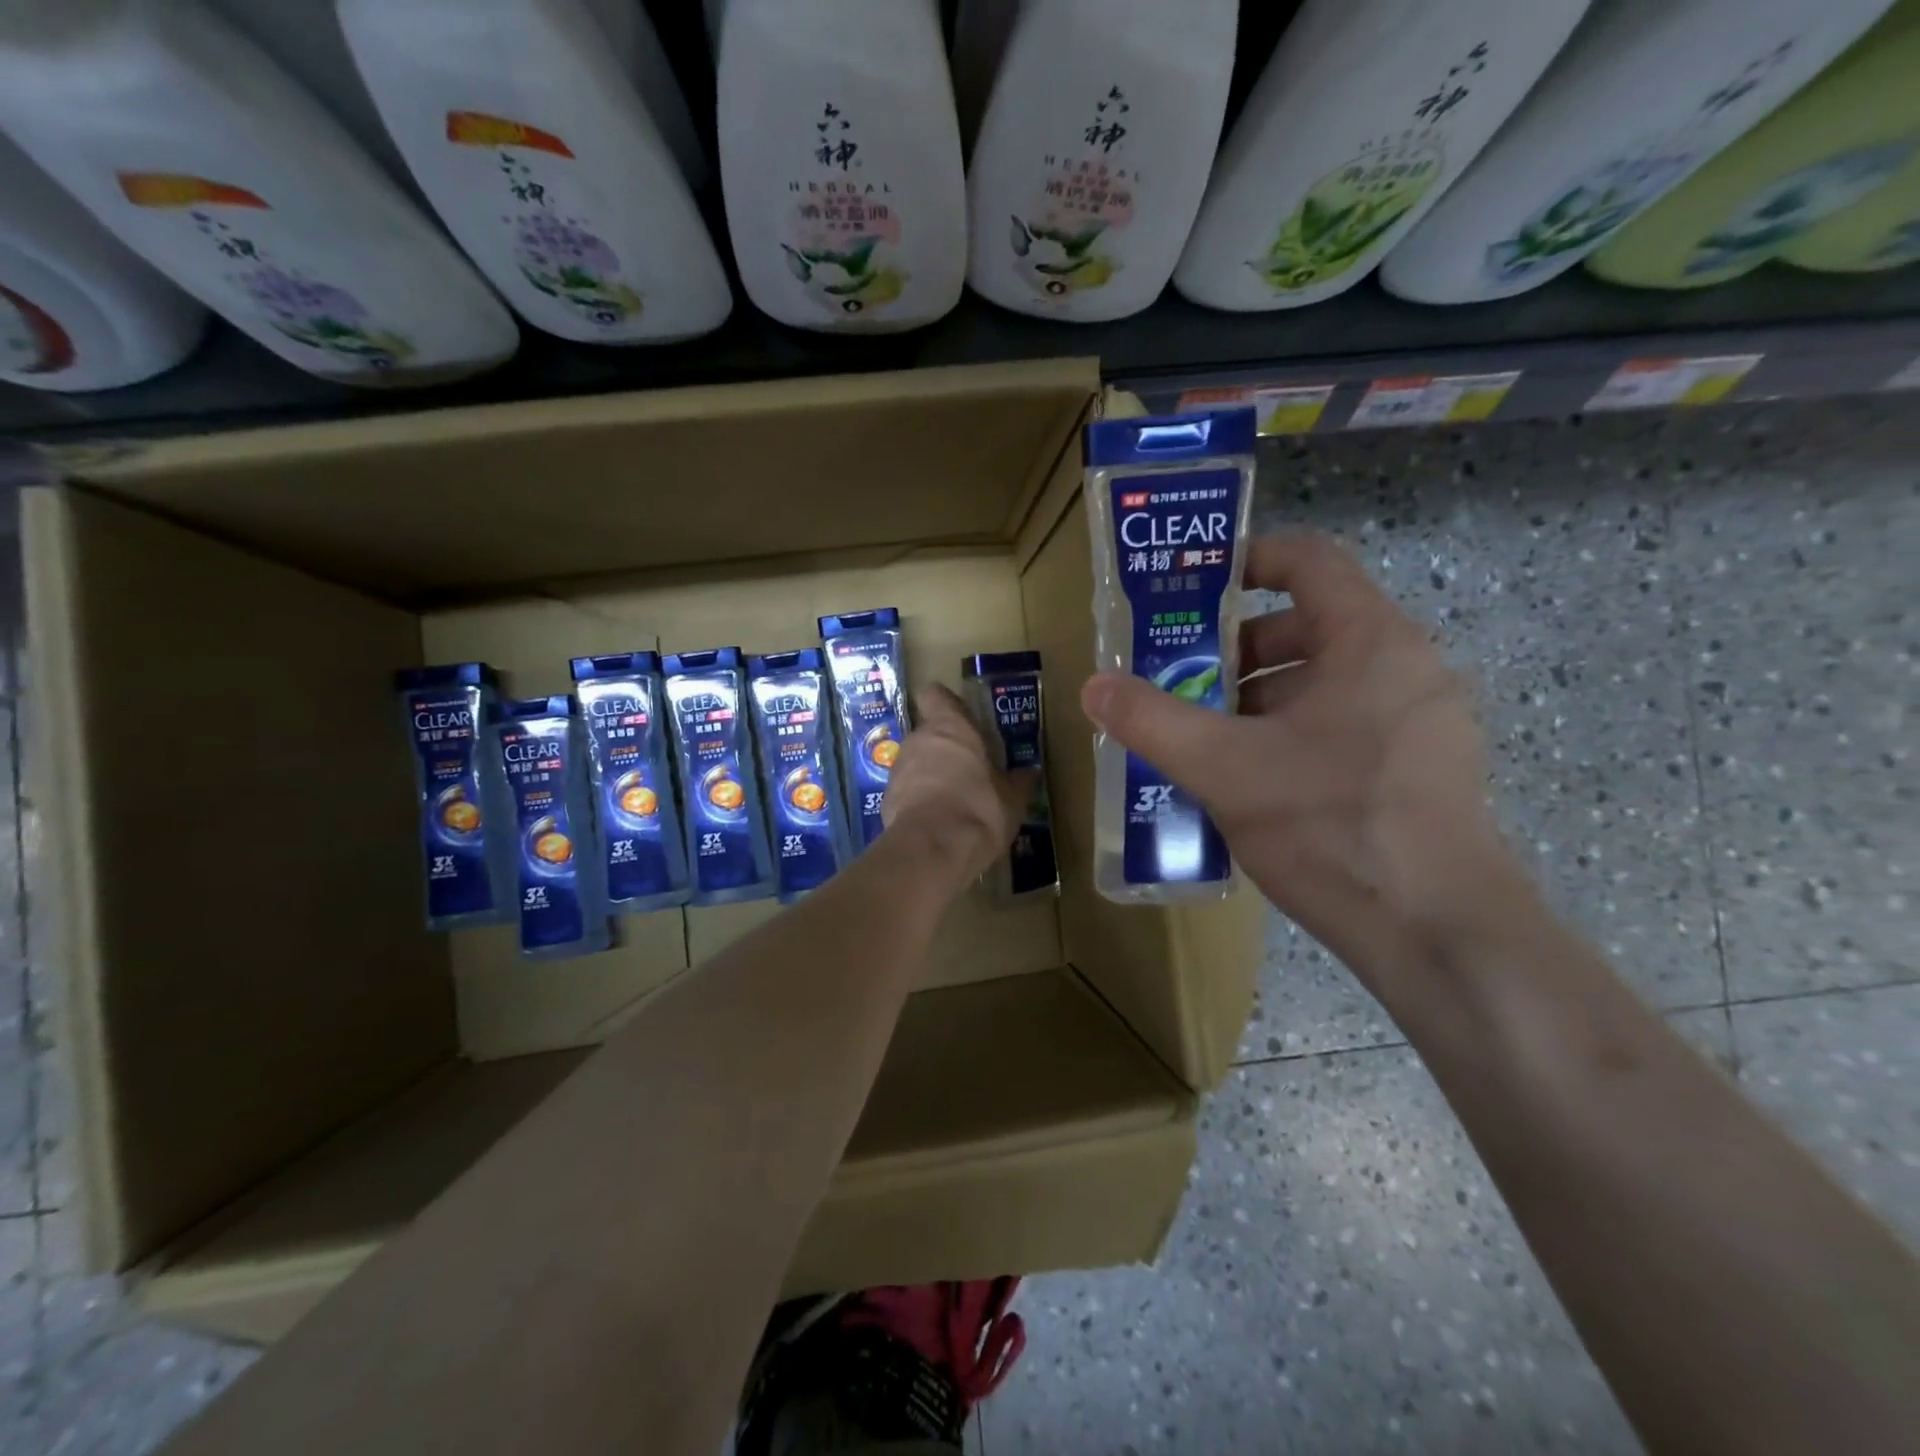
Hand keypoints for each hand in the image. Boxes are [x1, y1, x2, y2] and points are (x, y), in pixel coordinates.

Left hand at [881, 684, 1031, 892]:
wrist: (932, 850)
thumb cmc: (979, 810)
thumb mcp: (1011, 799)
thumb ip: (1018, 782)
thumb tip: (1030, 773)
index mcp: (951, 728)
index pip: (935, 694)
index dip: (946, 704)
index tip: (962, 718)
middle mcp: (919, 739)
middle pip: (929, 731)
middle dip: (945, 747)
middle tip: (969, 769)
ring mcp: (898, 769)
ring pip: (916, 761)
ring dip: (931, 775)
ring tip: (955, 800)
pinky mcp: (886, 798)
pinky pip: (906, 790)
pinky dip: (919, 800)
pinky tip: (938, 822)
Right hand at [1080, 533, 1526, 981]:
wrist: (1439, 935)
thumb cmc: (1331, 826)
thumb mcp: (1224, 769)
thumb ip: (1153, 721)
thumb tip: (1093, 687)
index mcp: (1371, 641)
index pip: (1307, 560)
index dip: (1245, 560)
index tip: (1190, 590)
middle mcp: (1405, 667)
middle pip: (1307, 626)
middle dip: (1234, 651)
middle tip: (1180, 683)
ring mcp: (1419, 722)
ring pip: (1322, 684)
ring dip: (1256, 701)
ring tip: (1202, 741)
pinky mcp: (1419, 770)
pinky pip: (1342, 726)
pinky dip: (1288, 736)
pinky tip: (1247, 784)